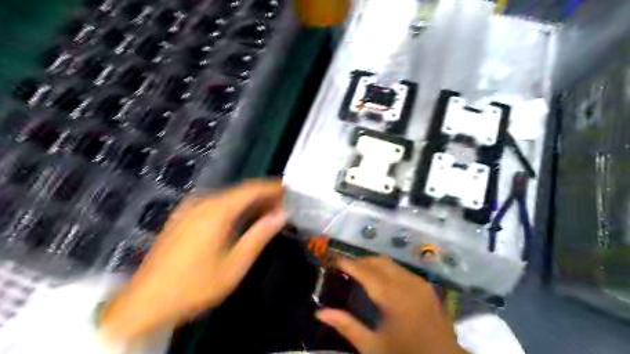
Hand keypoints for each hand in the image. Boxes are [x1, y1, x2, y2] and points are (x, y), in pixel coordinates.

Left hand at [99, 181, 285, 340]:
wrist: (145, 302)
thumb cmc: (195, 285)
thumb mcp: (235, 264)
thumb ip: (260, 235)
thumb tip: (282, 215)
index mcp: (216, 210)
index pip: (251, 189)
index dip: (272, 187)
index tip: (290, 189)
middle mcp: (202, 202)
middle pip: (239, 192)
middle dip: (262, 196)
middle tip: (283, 204)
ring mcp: (189, 208)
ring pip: (227, 198)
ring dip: (248, 202)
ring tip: (267, 211)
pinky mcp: (182, 217)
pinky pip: (214, 205)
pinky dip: (233, 208)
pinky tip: (241, 219)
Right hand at [318, 255, 464, 353]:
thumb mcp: (373, 347)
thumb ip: (346, 326)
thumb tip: (320, 313)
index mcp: (393, 297)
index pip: (364, 271)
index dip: (347, 263)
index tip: (332, 261)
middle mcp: (406, 283)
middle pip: (377, 261)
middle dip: (359, 261)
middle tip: (344, 270)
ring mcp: (419, 282)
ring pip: (390, 262)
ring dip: (372, 264)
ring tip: (359, 274)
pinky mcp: (426, 286)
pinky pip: (401, 269)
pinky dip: (386, 269)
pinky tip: (380, 282)